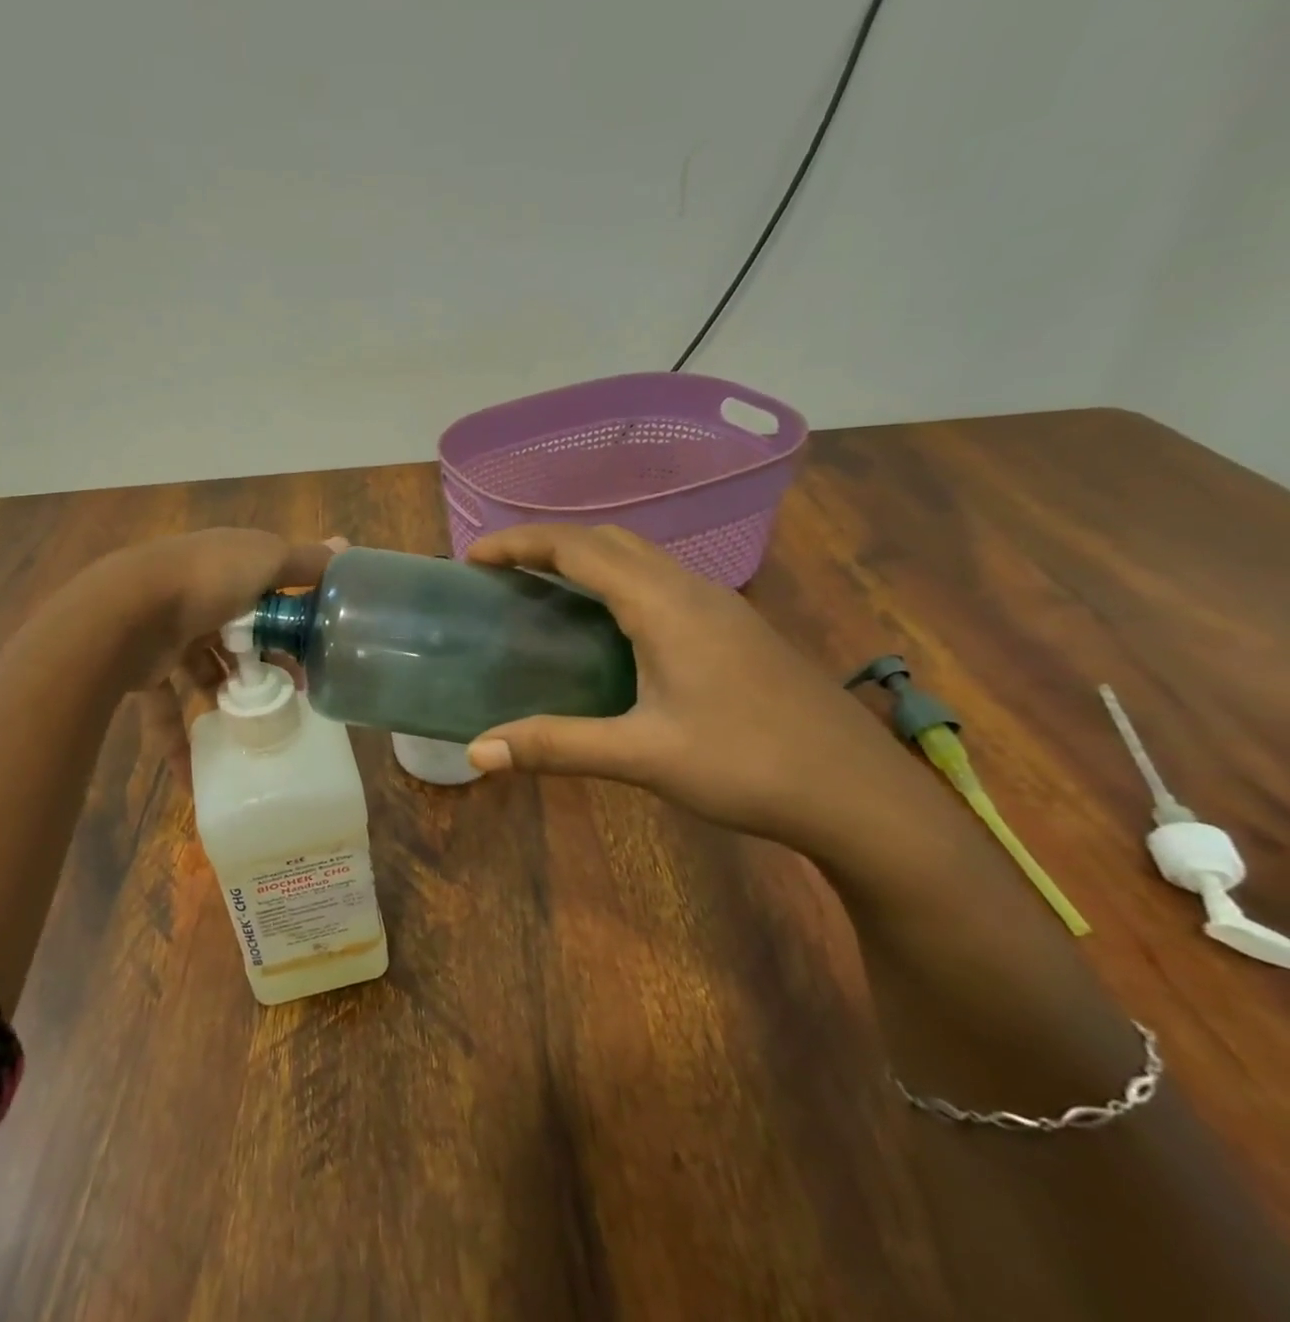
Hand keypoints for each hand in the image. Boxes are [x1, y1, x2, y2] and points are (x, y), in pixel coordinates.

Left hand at [75, 529, 343, 784]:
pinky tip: (195, 780)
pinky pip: (165, 711)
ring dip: (227, 698)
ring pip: (203, 672)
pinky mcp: (144, 671)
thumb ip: (305, 561)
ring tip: (256, 728)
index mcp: (226, 567)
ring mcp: (167, 634)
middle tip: (292, 696)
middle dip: (264, 666)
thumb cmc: (206, 580)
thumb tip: (345, 547)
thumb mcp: (266, 560)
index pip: (266, 593)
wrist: (125, 609)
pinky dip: (177, 743)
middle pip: (238, 636)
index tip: (315, 655)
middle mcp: (197, 598)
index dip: (291, 622)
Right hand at [463, 524, 956, 877]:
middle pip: (607, 540)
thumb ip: (555, 745)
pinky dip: (615, 580)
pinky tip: (607, 625)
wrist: (860, 793)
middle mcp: (691, 589)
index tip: (473, 556)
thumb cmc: (749, 765)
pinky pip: (660, 580)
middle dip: (548, 543)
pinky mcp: (734, 628)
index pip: (577, 549)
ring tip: (543, 587)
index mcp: (663, 604)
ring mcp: (719, 605)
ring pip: (639, 557)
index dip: (520, 543)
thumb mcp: (643, 756)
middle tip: (501, 570)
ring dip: (585, 558)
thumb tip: (477, 752)